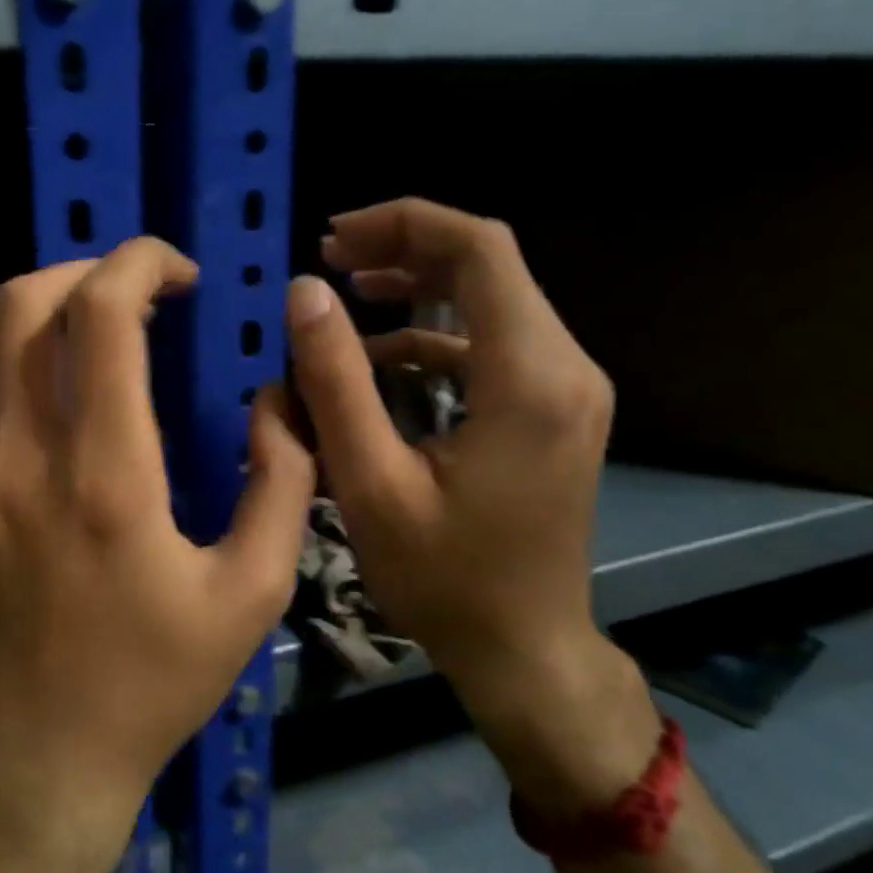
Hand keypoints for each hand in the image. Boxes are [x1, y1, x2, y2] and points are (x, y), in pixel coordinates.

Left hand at [0, 237, 313, 851]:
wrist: (37, 755)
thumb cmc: (151, 683)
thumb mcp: (252, 595)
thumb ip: (281, 485)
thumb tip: (278, 402)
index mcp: (106, 473)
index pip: (100, 315)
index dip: (141, 263)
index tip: (182, 275)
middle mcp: (26, 453)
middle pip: (25, 301)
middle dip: (90, 268)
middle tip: (145, 292)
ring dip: (41, 301)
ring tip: (97, 321)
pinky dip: (4, 347)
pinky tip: (51, 374)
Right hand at [287, 198, 657, 812]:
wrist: (524, 649)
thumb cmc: (444, 578)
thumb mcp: (370, 483)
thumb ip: (335, 382)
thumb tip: (304, 293)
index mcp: (528, 377)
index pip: (479, 251)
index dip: (403, 224)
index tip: (332, 236)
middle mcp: (565, 367)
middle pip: (488, 266)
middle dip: (403, 250)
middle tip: (328, 259)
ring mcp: (567, 389)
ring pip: (490, 301)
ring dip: (416, 289)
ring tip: (345, 295)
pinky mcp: (553, 410)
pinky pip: (490, 346)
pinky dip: (432, 337)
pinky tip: (379, 360)